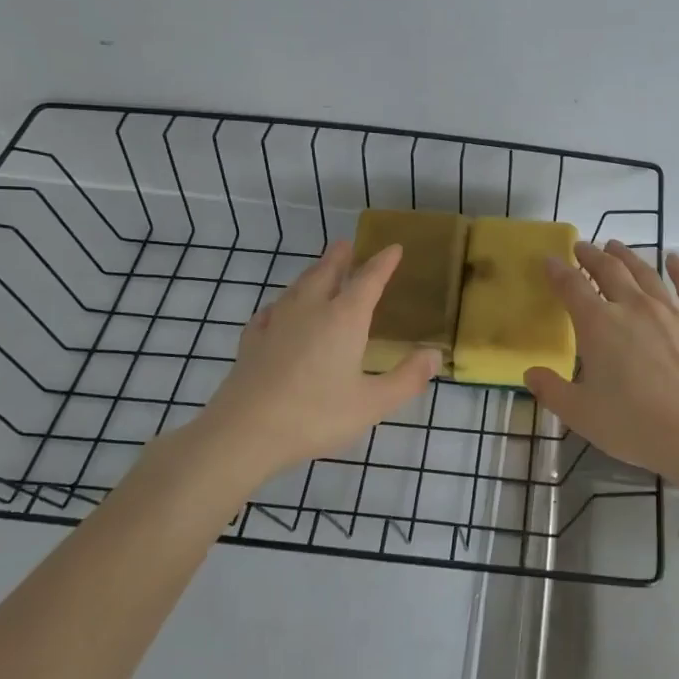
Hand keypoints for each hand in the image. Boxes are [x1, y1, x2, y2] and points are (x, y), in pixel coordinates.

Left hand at [179, 240, 438, 480]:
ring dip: (312, 274)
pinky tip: (277, 311)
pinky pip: (271, 312)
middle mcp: (310, 311)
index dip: (383, 263)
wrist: (244, 432)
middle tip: (346, 245)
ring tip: (319, 269)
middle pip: (326, 274)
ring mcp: (276, 324)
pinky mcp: (252, 342)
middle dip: (339, 258)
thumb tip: (434, 355)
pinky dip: (282, 303)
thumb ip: (406, 379)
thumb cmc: (316, 416)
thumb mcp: (372, 404)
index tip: (394, 248)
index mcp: (344, 319)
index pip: (368, 280)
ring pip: (297, 288)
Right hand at [525, 241, 678, 479]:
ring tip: (616, 246)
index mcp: (599, 326)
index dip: (558, 272)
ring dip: (628, 257)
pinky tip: (675, 259)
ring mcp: (671, 313)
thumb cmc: (634, 425)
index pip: (572, 288)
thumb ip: (552, 391)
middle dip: (592, 256)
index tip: (550, 260)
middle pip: (610, 271)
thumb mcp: (581, 414)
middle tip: (582, 246)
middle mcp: (633, 308)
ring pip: (646, 274)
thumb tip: (531, 373)